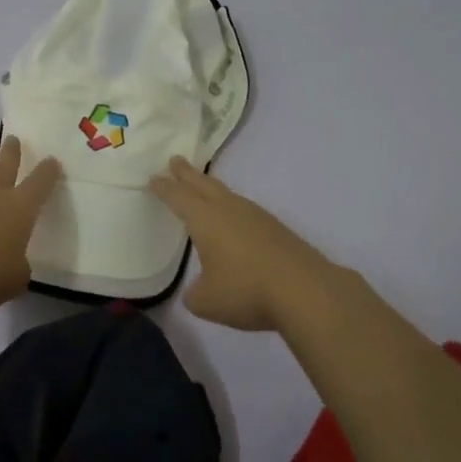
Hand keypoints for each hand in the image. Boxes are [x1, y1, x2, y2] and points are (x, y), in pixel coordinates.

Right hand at [150, 157, 357, 332]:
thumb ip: (194, 293)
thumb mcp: (206, 301)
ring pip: (226, 194)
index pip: (178, 197)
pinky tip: (234, 218)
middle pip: (203, 185)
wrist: (306, 291)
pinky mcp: (276, 229)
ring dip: (210, 187)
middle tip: (175, 160)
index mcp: (205, 219)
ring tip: (202, 186)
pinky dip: (231, 206)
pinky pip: (244, 209)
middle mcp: (229, 210)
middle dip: (186, 173)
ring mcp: (256, 216)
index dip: (164, 188)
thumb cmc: (246, 291)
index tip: (153, 177)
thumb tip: (198, 290)